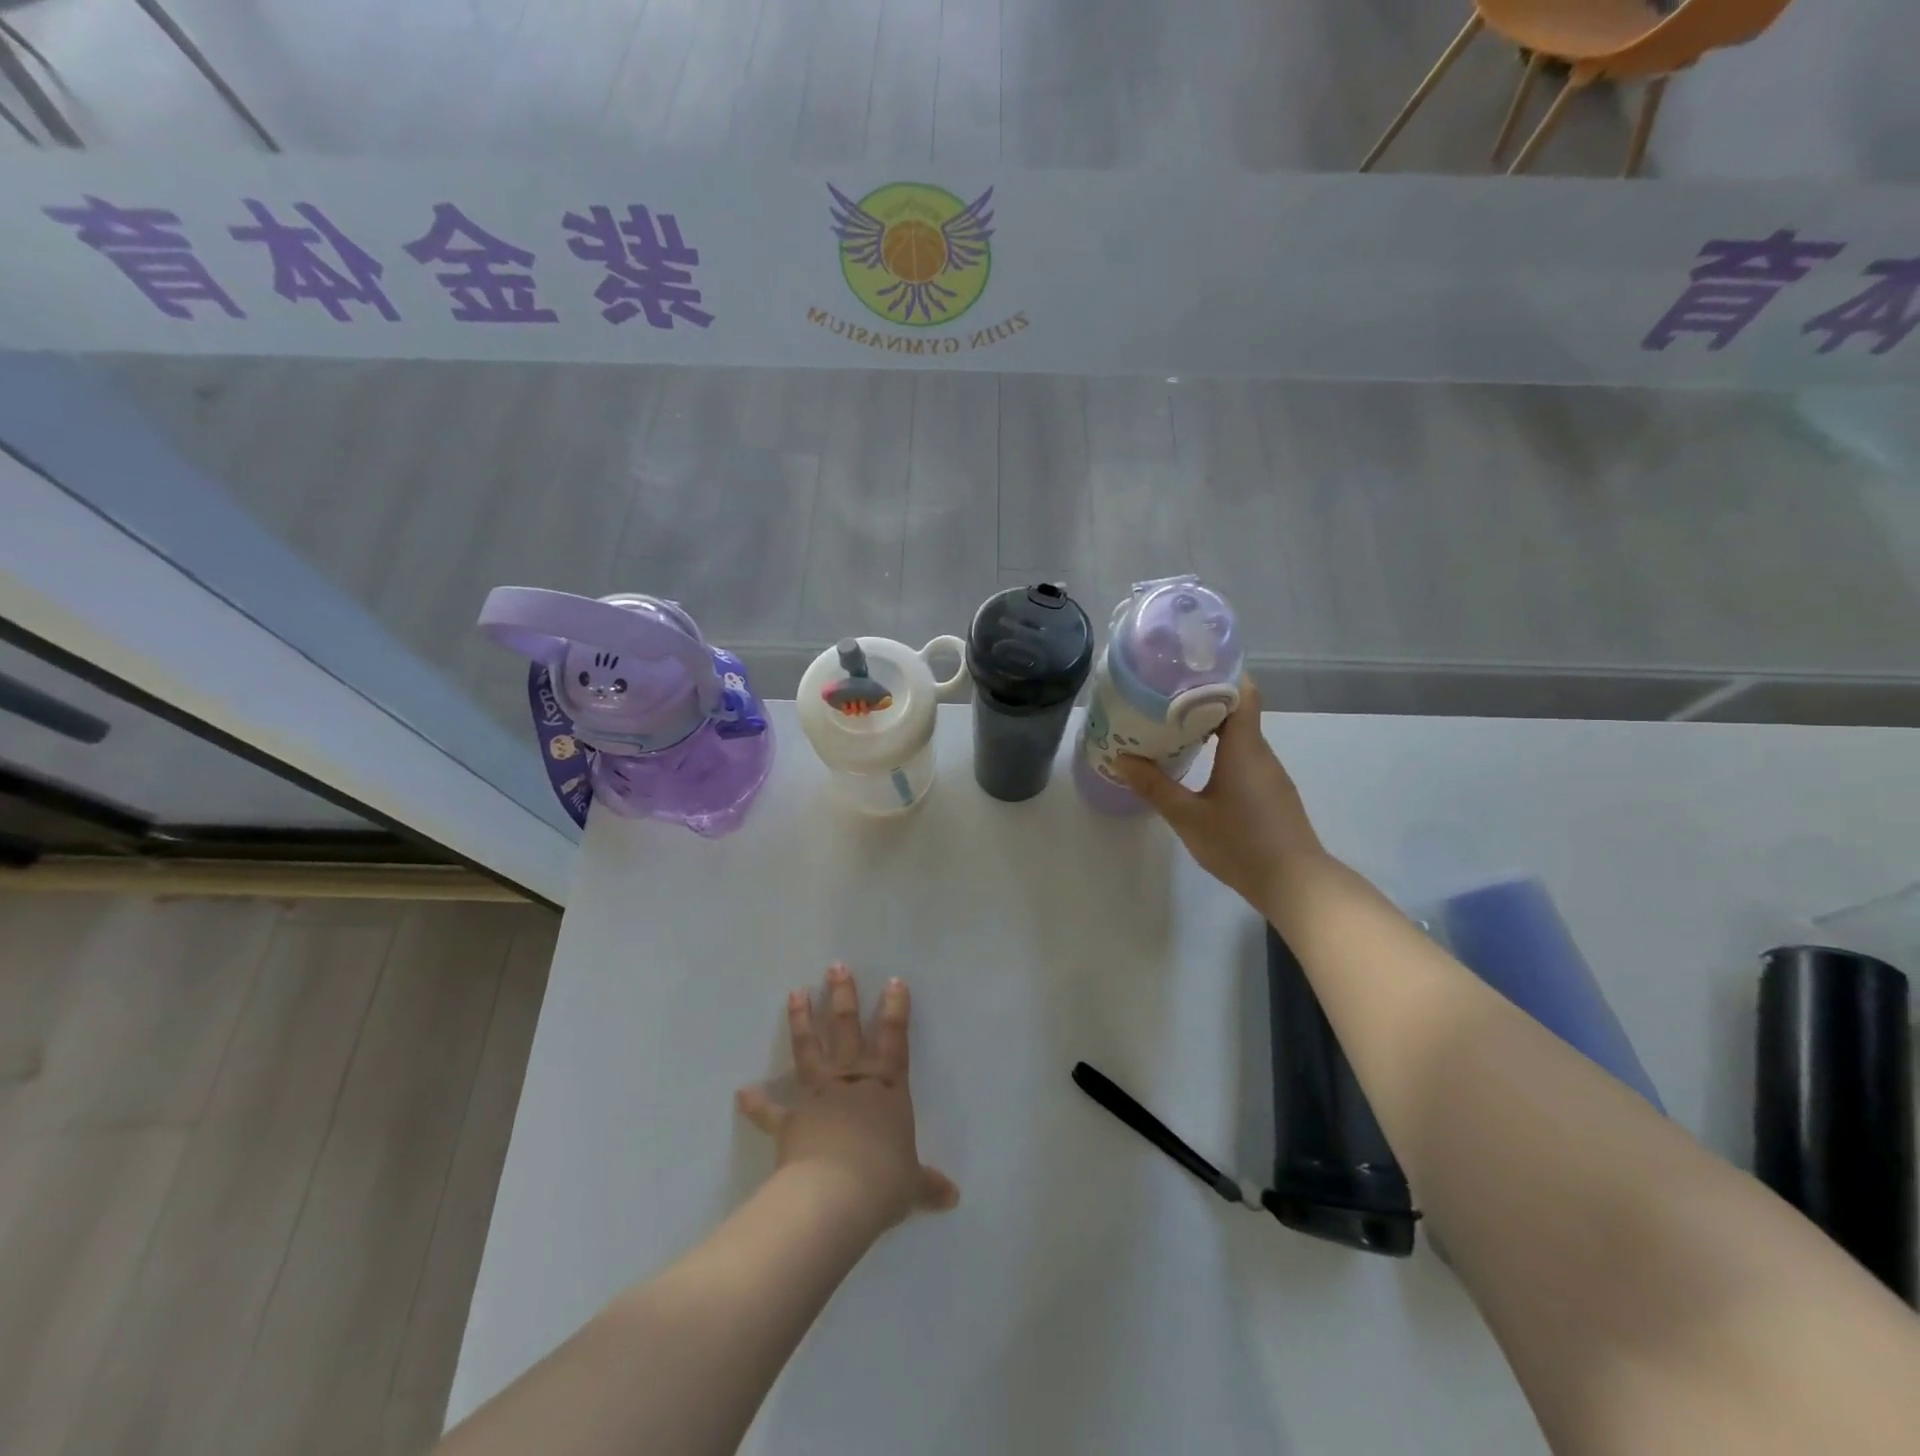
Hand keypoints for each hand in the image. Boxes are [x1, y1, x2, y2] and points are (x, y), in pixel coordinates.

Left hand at [736, 964, 958, 1230]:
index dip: (895, 1010)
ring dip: (801, 1022)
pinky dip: (756, 1104)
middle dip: (843, 997)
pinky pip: (771, 1111)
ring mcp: (819, 1096)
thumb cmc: (883, 1181)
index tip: (893, 980)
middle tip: (836, 966)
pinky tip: (742, 1092)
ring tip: (795, 993)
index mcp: (887, 1089)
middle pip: (847, 1030)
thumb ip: (928, 1184)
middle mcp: (853, 1082)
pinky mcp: (791, 1120)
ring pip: (810, 1051)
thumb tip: (953, 1198)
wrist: (836, 1195)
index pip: (895, 1040)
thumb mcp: (912, 1184)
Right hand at [1112, 677, 1324, 910]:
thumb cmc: (1240, 844)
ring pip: (1240, 736)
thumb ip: (1154, 786)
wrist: (1295, 884)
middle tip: (1163, 697)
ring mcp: (1269, 774)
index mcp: (1244, 748)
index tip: (1186, 669)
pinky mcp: (1271, 793)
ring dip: (1211, 727)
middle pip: (1237, 711)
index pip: (1241, 692)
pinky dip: (1222, 750)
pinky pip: (1245, 757)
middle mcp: (1260, 753)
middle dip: (1202, 700)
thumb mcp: (1187, 817)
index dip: (1218, 675)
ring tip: (1172, 726)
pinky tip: (1198, 763)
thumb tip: (1121, 759)